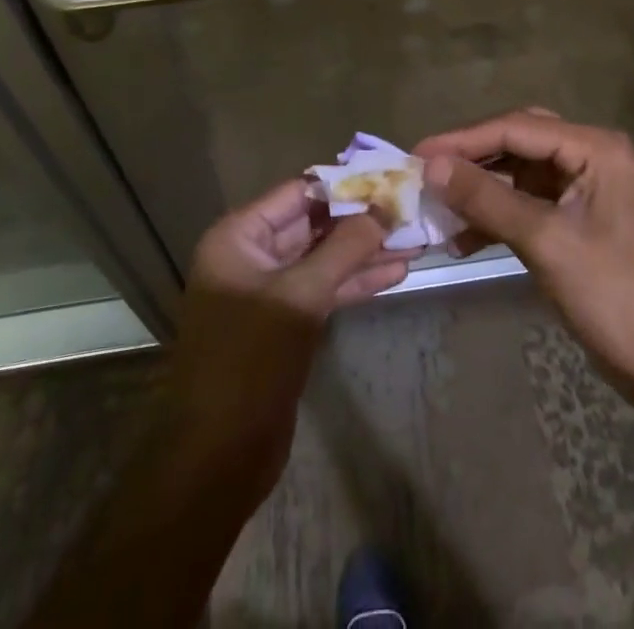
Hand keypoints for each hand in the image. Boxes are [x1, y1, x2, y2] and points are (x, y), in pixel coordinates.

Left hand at [161, 180, 415, 496]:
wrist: (218, 458)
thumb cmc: (249, 362)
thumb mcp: (299, 297)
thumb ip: (343, 249)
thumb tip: (384, 209)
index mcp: (239, 237)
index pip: (298, 192)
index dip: (344, 183)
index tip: (389, 176)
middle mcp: (251, 255)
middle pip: (314, 223)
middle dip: (361, 219)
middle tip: (409, 207)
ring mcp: (269, 291)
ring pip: (324, 258)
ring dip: (366, 250)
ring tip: (415, 239)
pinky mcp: (285, 323)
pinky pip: (325, 289)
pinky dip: (357, 281)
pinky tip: (397, 272)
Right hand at [415, 110, 633, 408]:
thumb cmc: (617, 297)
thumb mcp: (546, 242)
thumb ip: (487, 198)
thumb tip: (431, 166)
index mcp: (596, 148)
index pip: (517, 128)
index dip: (463, 140)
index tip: (416, 154)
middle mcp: (594, 158)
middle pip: (520, 143)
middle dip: (472, 159)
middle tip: (426, 172)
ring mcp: (589, 191)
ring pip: (522, 175)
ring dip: (482, 190)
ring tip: (438, 208)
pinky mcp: (583, 223)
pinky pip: (531, 205)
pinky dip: (499, 217)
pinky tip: (464, 239)